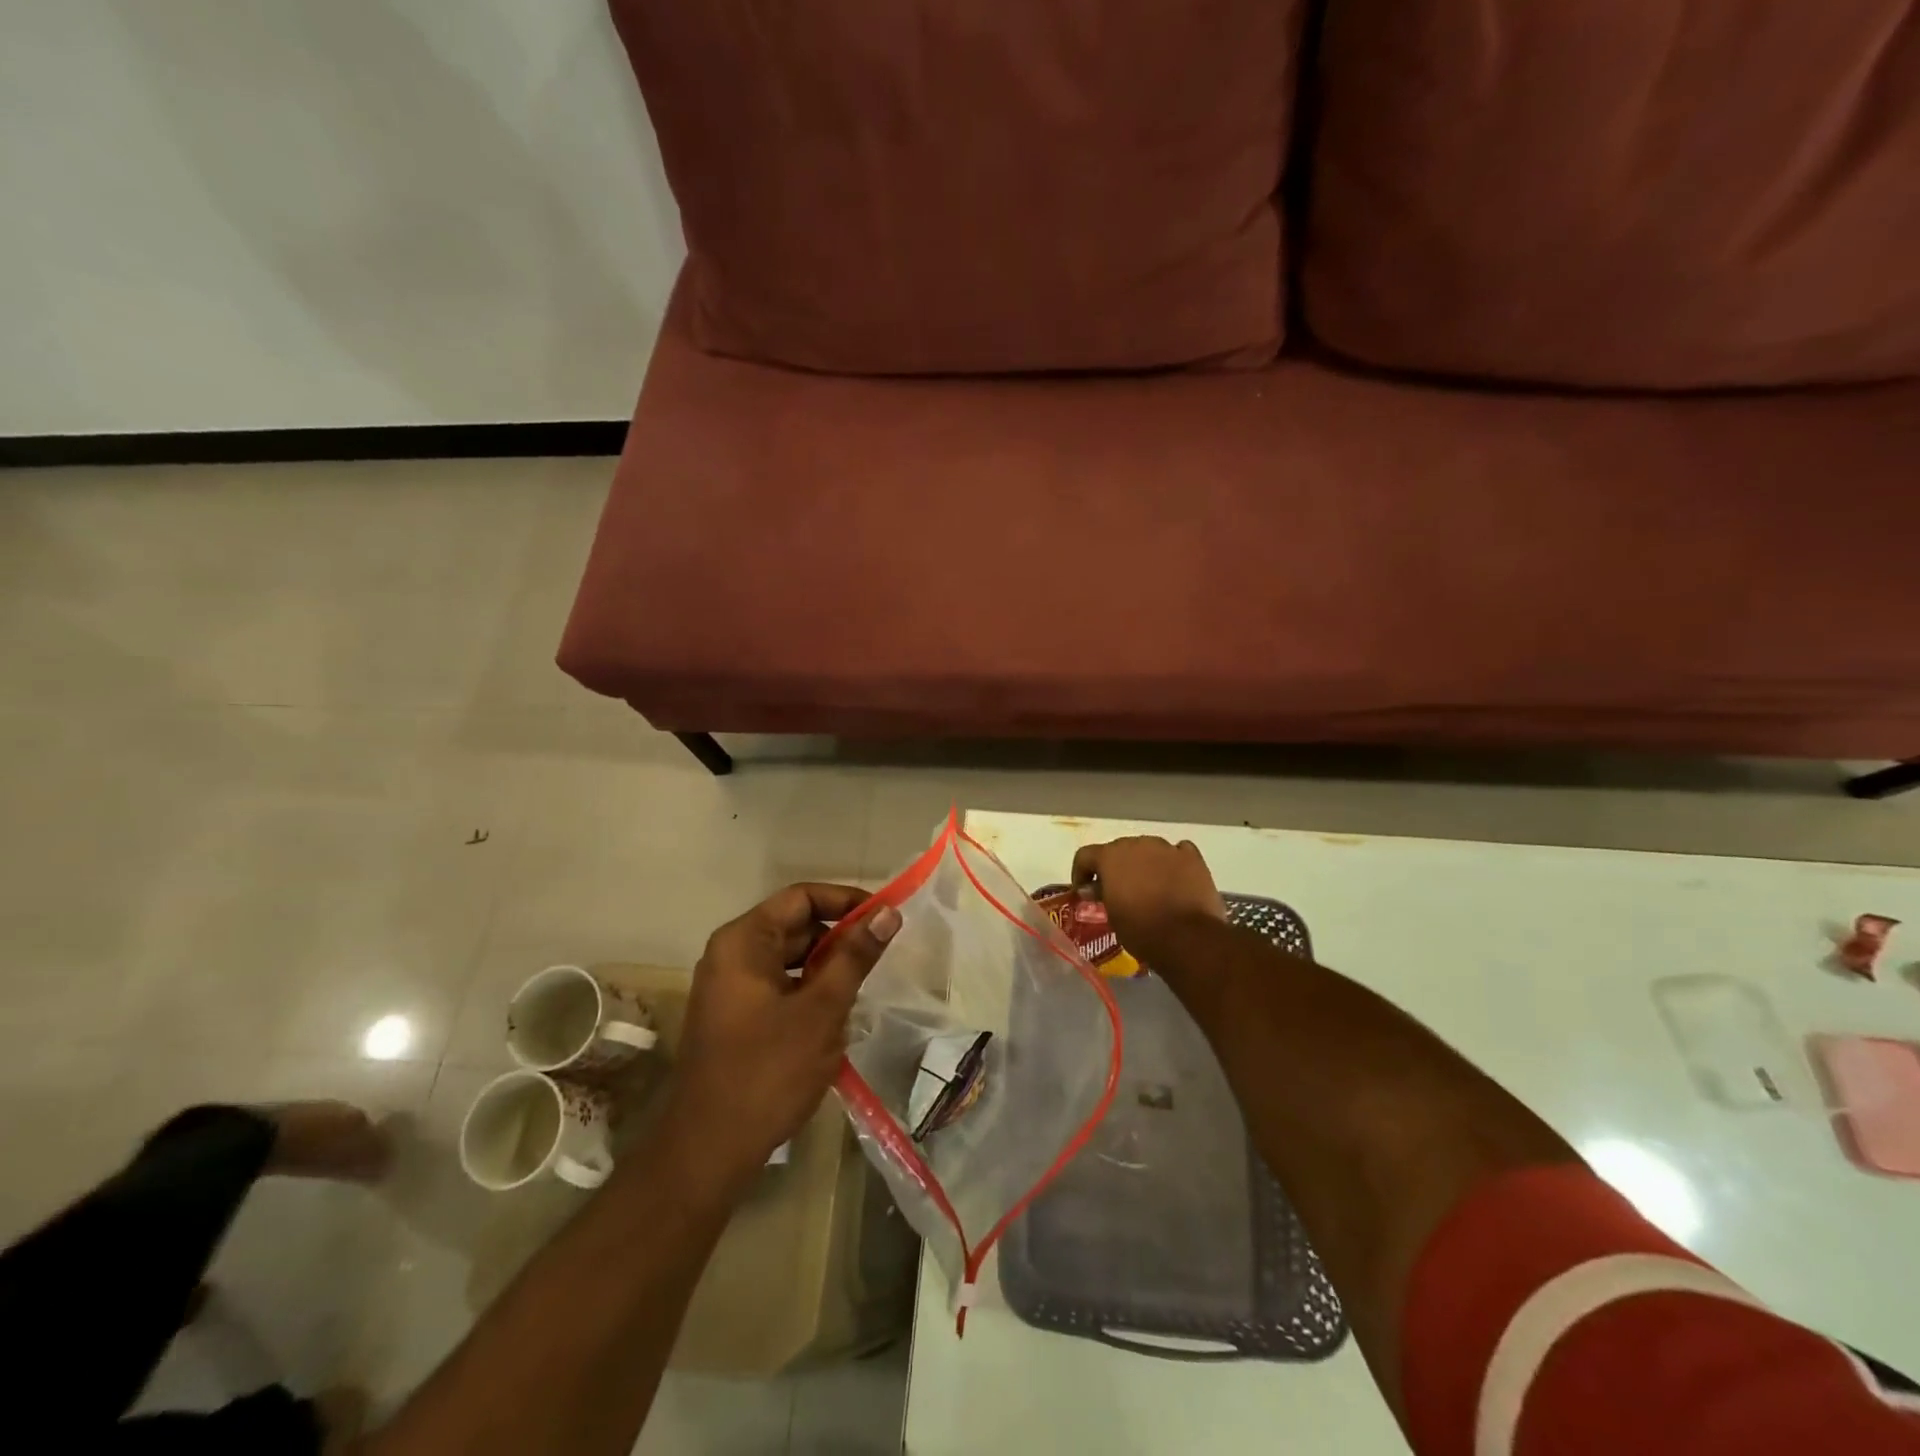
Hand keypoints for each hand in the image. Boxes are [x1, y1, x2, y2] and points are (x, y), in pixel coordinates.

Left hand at [666, 884, 901, 1182]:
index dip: (845, 901)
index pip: (801, 897)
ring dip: (826, 968)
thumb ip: (855, 956)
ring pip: (789, 959)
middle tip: (879, 957)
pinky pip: (779, 986)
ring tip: (861, 989)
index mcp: (743, 941)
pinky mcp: (735, 1017)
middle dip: (838, 938)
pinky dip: (808, 992)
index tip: (884, 918)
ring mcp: (729, 988)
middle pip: (794, 926)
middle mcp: (731, 954)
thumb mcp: (822, 1009)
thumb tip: (888, 913)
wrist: (709, 1151)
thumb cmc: (768, 1071)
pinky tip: (834, 1017)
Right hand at [1071, 837, 1227, 971]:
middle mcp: (1137, 844)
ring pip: (1149, 850)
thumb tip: (1094, 888)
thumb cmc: (1141, 930)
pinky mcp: (1192, 858)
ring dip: (1145, 864)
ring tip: (1150, 888)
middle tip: (1119, 891)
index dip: (1081, 872)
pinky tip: (1175, 880)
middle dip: (1117, 867)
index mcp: (1110, 857)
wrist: (1187, 938)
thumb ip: (1102, 895)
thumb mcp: (1112, 916)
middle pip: (1120, 849)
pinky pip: (1178, 853)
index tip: (1084, 890)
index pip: (1086, 855)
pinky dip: (1173, 863)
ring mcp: (1167, 848)